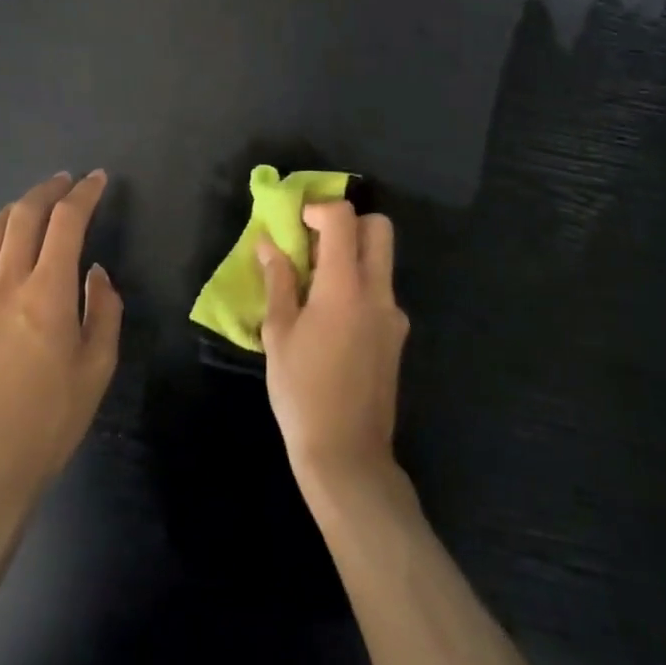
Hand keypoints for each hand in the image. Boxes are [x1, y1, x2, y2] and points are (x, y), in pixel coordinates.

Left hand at [0, 171, 122, 515]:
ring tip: (30, 208)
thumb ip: (103, 311)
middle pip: (22, 216)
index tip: (97, 180)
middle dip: (47, 190)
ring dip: (12, 212)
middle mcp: (5, 284)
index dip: (84, 194)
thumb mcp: (97, 369)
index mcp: (46, 292)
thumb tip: (94, 274)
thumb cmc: (48, 423)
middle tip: (65, 182)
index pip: (66, 222)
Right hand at [257, 201, 408, 494]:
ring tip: (315, 285)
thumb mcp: (279, 334)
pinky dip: (358, 286)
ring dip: (353, 255)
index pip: (343, 219)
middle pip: (378, 228)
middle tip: (315, 244)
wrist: (347, 456)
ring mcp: (394, 315)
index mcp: (345, 286)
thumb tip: (268, 245)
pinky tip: (331, 319)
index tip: (297, 222)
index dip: (319, 208)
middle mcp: (378, 292)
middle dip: (348, 223)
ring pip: (382, 260)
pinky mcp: (397, 336)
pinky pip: (380, 291)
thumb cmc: (302, 392)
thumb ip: (278, 282)